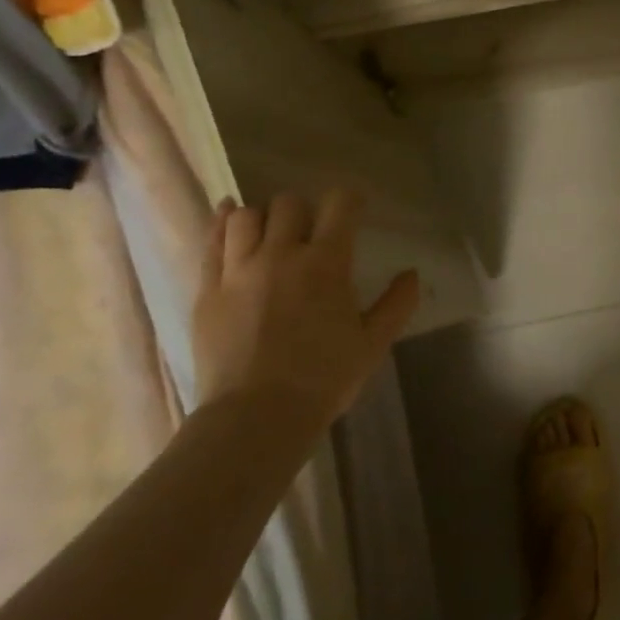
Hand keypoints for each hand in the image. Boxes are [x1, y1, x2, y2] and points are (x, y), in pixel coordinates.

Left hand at [192, 191, 419, 429]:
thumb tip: (412, 274)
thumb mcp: (373, 344)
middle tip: (310, 232)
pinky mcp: (207, 290)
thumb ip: (396, 304)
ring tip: (270, 234)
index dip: (349, 200)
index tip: (354, 209)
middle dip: (304, 210)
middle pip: (289, 204)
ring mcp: (239, 270)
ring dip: (263, 218)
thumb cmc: (323, 379)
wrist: (255, 418)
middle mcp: (281, 254)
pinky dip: (222, 223)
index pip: (340, 204)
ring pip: (247, 217)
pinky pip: (211, 242)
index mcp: (326, 262)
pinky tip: (228, 216)